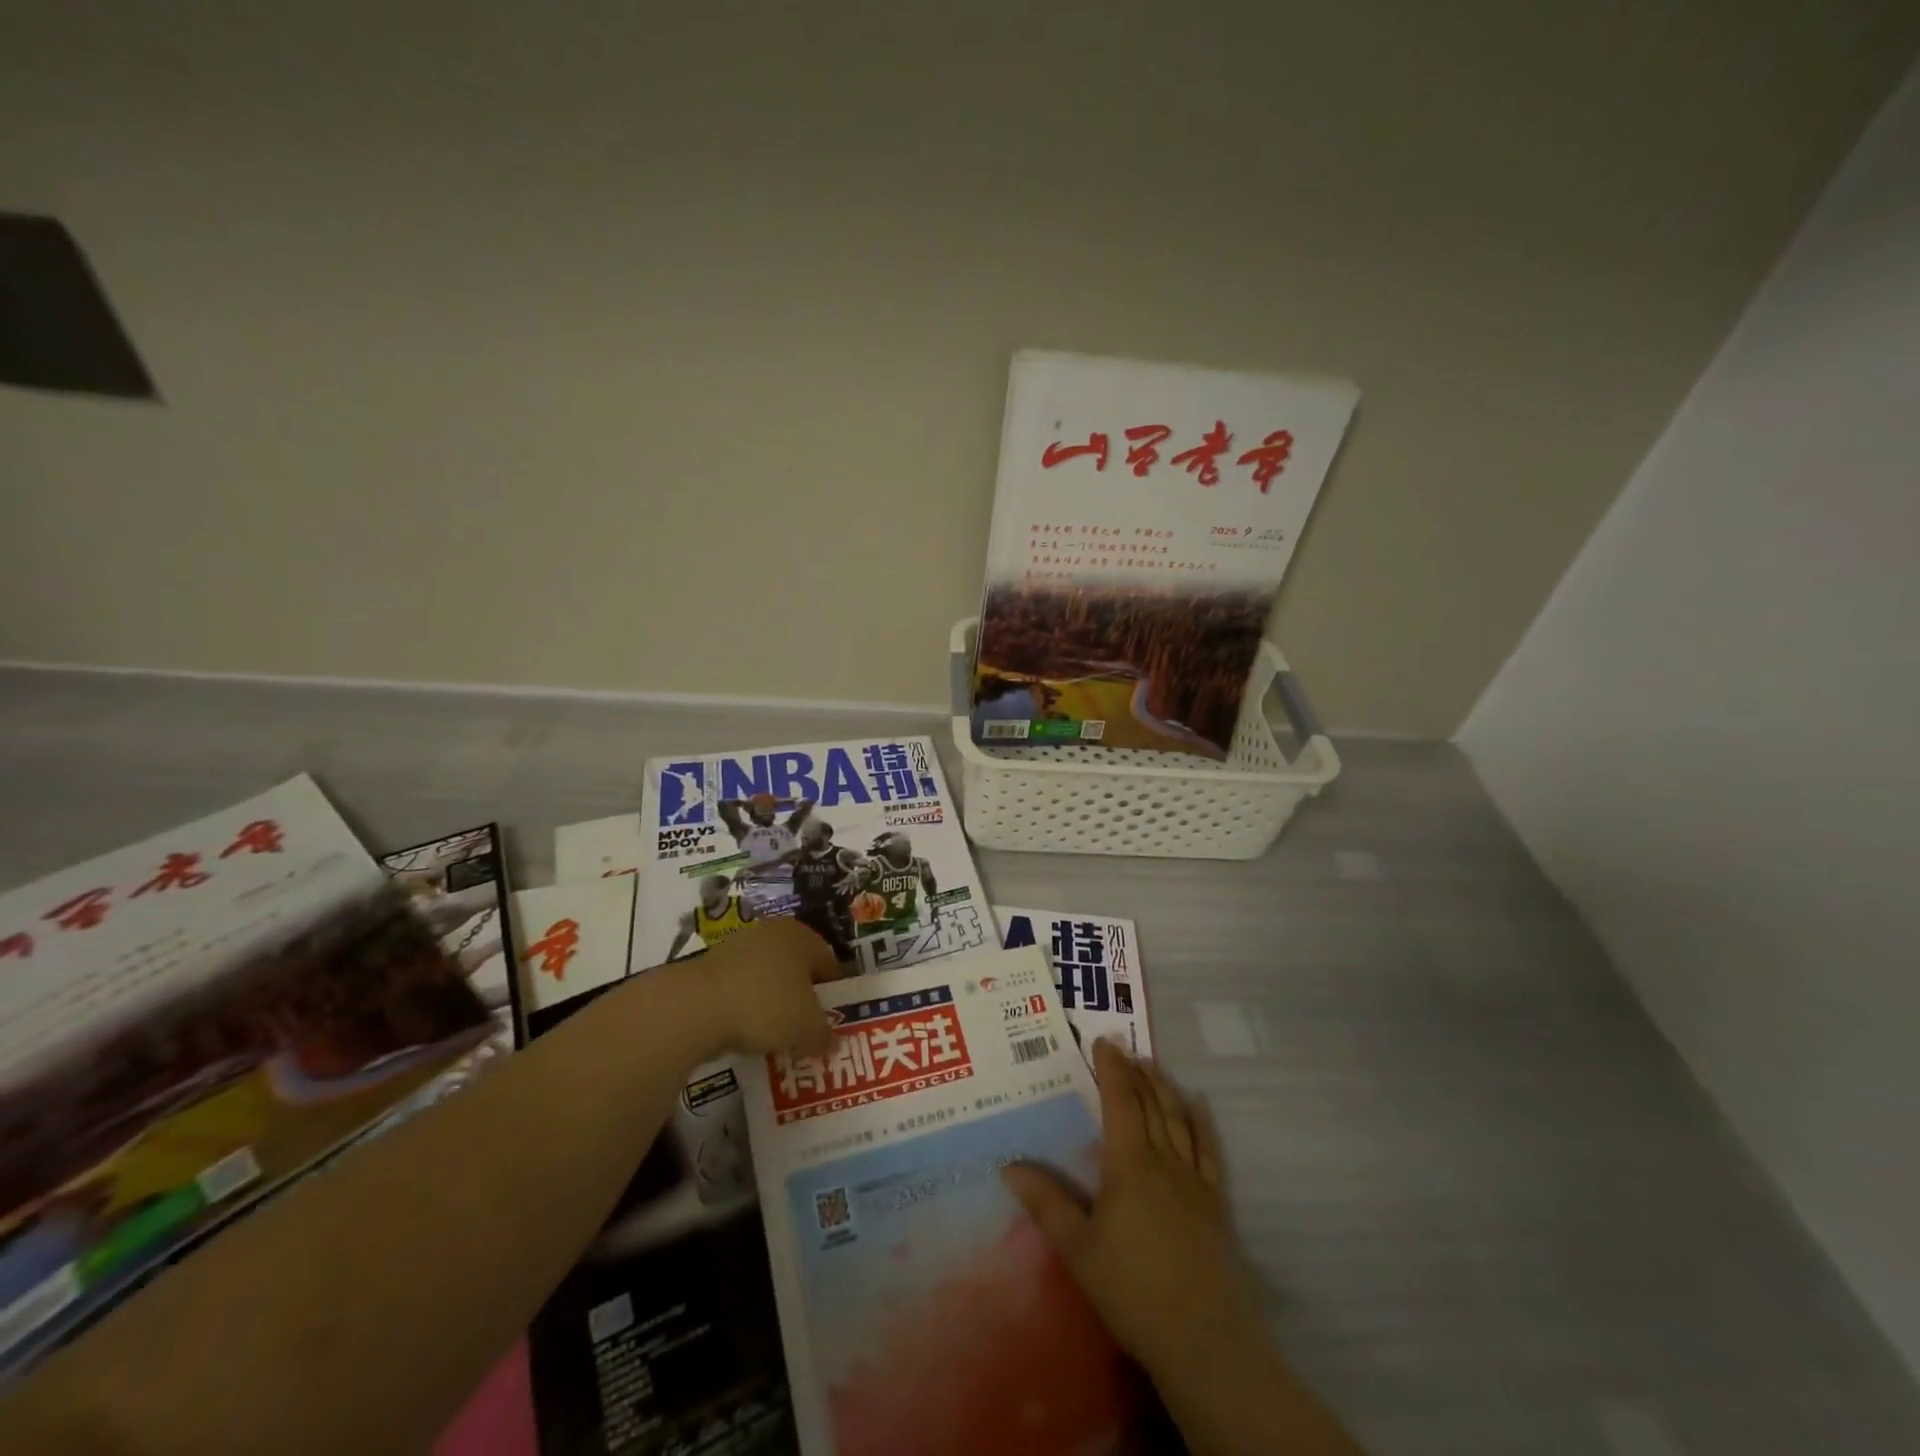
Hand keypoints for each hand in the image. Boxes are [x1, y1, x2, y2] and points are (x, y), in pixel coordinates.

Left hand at [697, 919, 835, 1056]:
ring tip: (776, 1039)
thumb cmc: (766, 1005)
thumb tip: (832, 1043)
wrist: (695, 1007)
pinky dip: (746, 1010)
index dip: (835, 995)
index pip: (829, 964)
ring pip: (768, 980)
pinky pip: (741, 990)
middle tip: (807, 1033)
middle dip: (803, 1001)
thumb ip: (824, 1035)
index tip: (834, 1024)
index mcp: (802, 936)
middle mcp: (772, 933)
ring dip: (774, 1006)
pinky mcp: (711, 967)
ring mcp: (738, 947)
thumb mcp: (807, 1028)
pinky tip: (745, 1034)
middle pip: (797, 970)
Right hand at [1002, 1041, 1256, 1390]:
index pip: (1120, 1102)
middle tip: (1124, 1047)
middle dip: (1136, 1072)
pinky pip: (1210, 1150)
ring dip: (1164, 1088)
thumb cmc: (1132, 1291)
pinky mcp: (1216, 1203)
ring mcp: (1195, 1180)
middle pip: (1150, 1104)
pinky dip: (1203, 1123)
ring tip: (1153, 1065)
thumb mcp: (1078, 1249)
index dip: (1112, 1069)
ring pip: (1179, 1119)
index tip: (1104, 1042)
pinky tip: (1199, 1106)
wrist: (1205, 1341)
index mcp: (1129, 1164)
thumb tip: (1008, 1164)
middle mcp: (1164, 1160)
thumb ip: (1046, 1203)